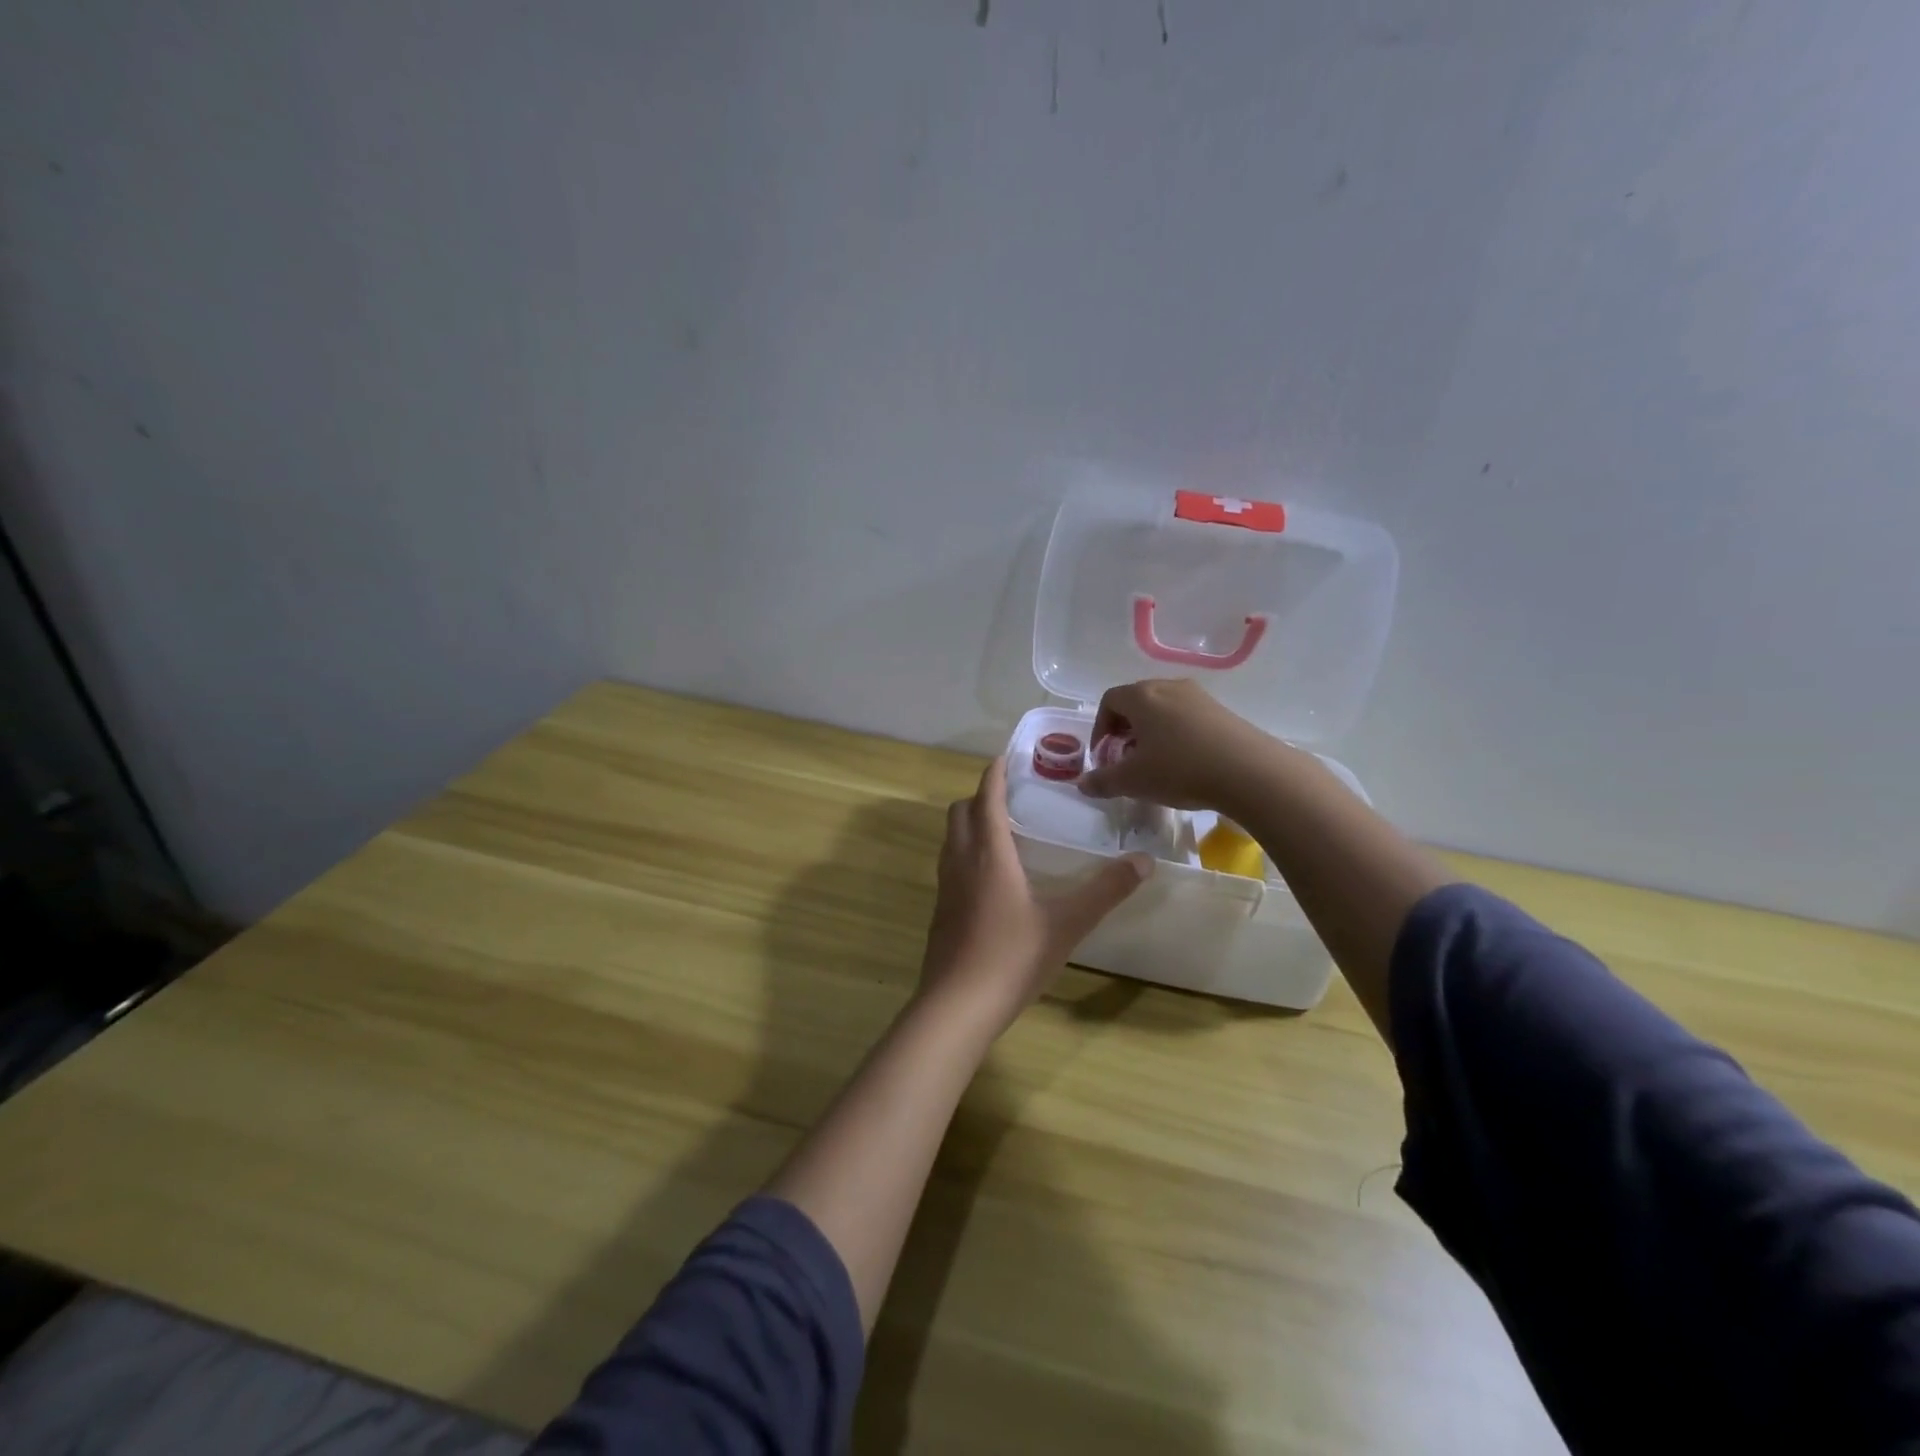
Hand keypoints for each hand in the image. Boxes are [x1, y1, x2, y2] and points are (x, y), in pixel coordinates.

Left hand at [919, 757, 1150, 1036]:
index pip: (986, 798)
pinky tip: (992, 877)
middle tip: (1012, 795)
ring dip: (971, 823)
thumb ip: (1106, 891)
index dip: (995, 773)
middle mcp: (960, 861)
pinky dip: (966, 851)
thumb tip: (1144, 861)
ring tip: (1003, 829)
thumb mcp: (1067, 924)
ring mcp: (945, 886)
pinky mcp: (940, 910)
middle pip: (960, 811)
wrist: (957, 1006)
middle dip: (981, 795)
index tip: (1006, 756)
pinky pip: (950, 863)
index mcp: (989, 854)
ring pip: (951, 838)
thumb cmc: (1012, 958)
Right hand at [1077, 678, 1277, 809]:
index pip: (1110, 700)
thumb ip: (1103, 781)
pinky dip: (1178, 735)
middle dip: (1125, 730)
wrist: (1250, 772)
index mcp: (1142, 696)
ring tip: (1156, 763)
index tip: (1105, 756)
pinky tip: (1186, 764)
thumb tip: (1082, 784)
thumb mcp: (1133, 781)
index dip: (1100, 728)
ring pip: (1164, 709)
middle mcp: (1169, 687)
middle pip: (1137, 701)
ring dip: (1152, 732)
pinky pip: (1188, 717)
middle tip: (1127, 759)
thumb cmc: (1180, 769)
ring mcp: (1200, 697)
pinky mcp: (1223, 711)